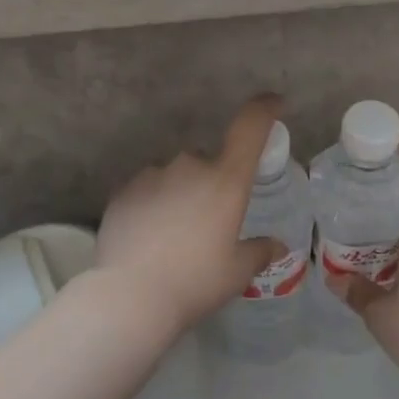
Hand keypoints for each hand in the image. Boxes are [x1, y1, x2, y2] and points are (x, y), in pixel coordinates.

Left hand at [94, 96, 285, 337]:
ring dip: (180, 194)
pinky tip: (149, 237)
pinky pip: (147, 190)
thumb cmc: (196, 281)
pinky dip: (153, 205)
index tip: (274, 103)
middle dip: (212, 183)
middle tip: (209, 223)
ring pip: (174, 176)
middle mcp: (189, 166)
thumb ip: (259, 252)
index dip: (264, 109)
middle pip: (208, 161)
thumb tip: (276, 245)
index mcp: (226, 180)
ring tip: (175, 236)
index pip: (250, 127)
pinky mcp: (123, 191)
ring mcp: (152, 175)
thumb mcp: (237, 272)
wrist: (131, 295)